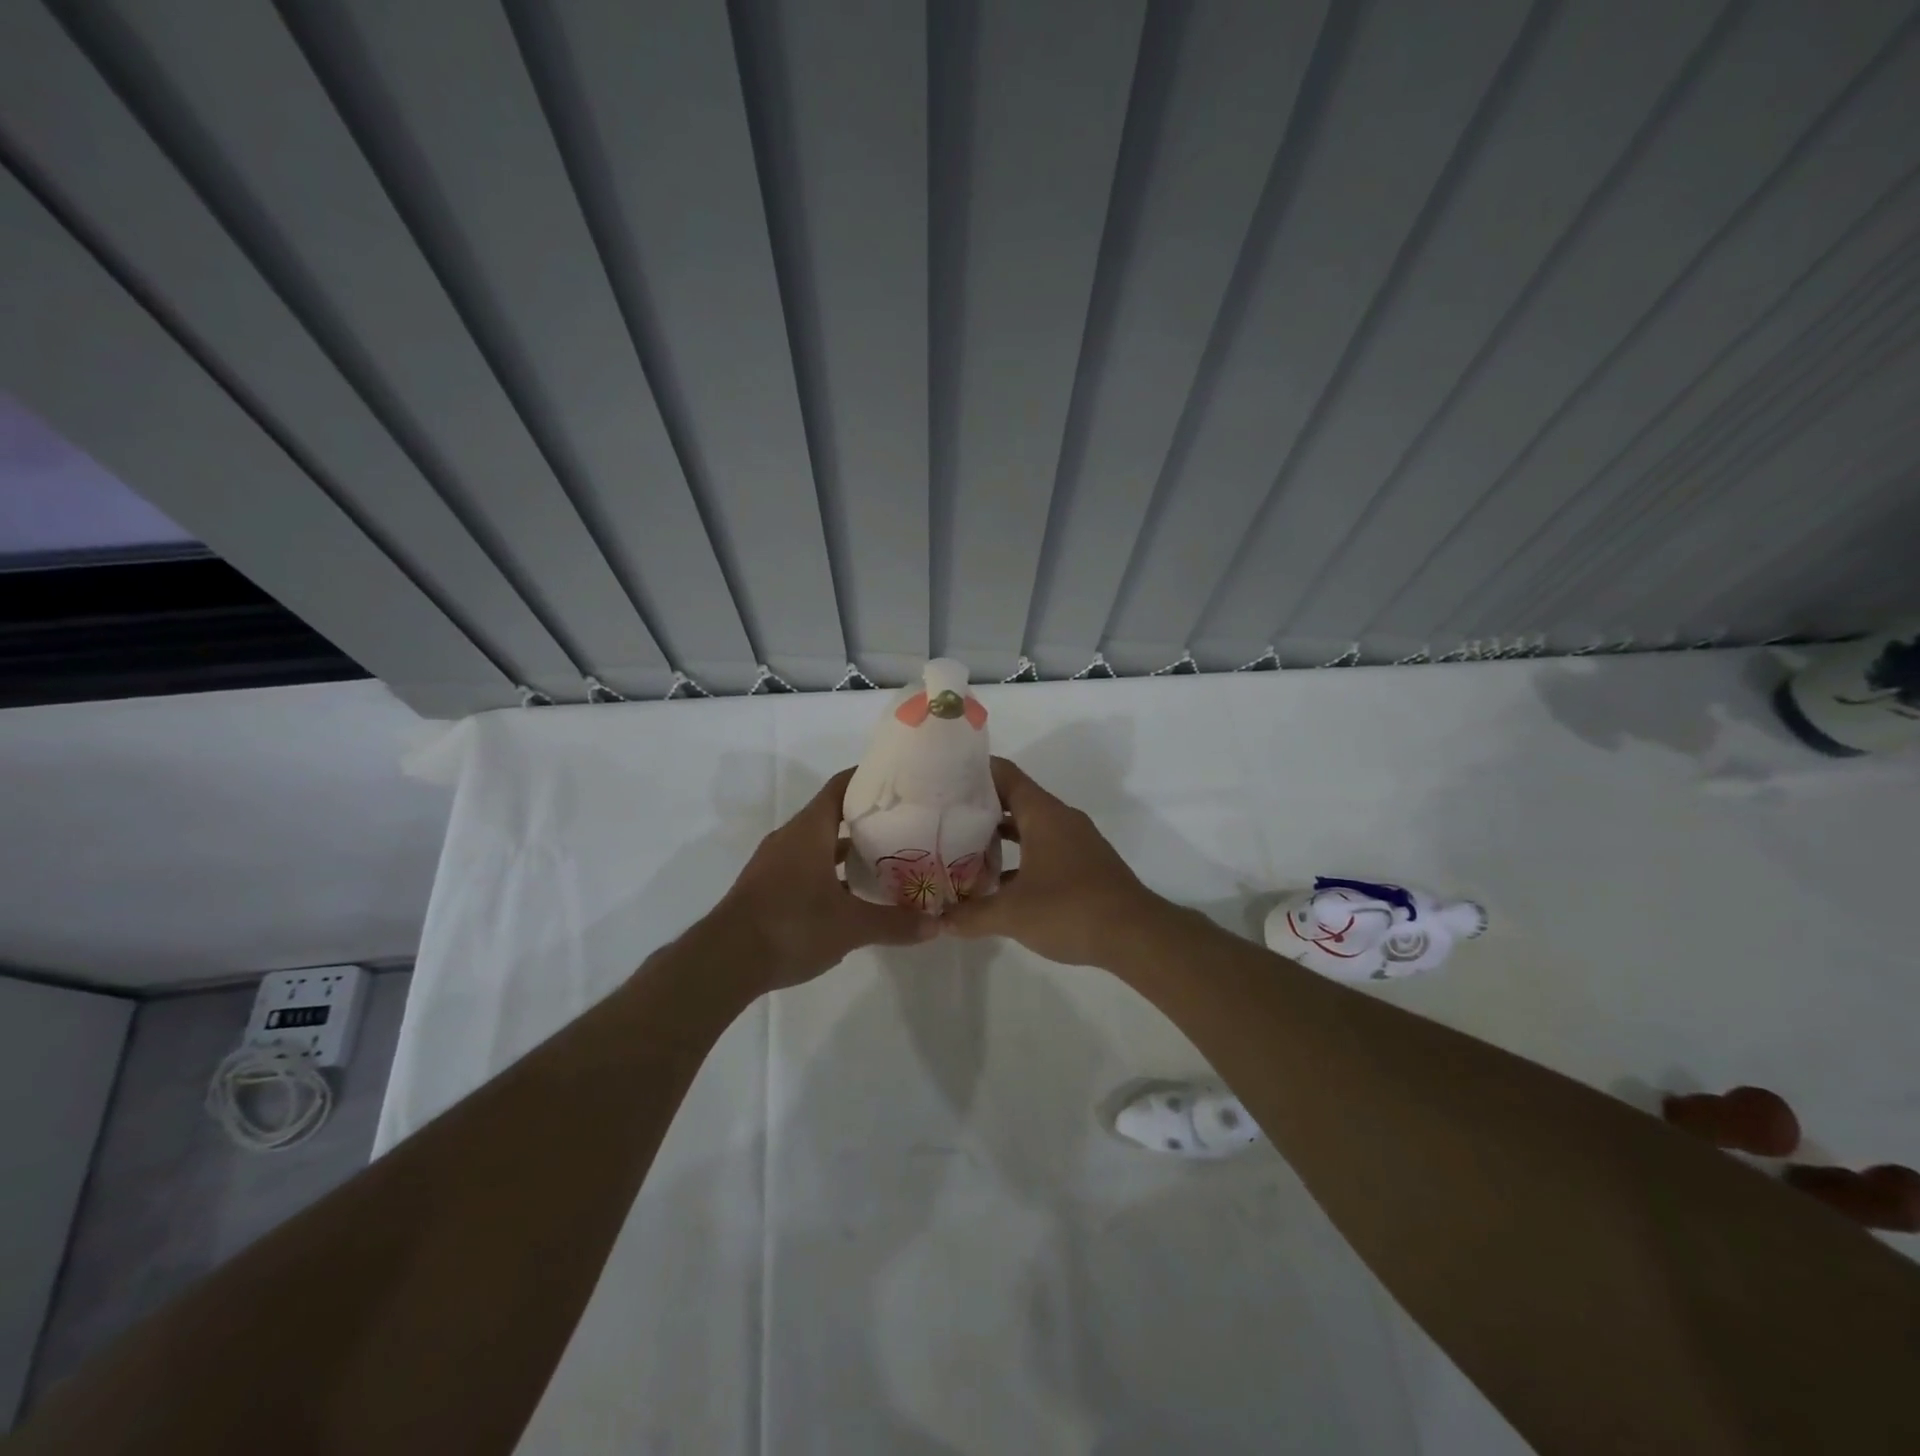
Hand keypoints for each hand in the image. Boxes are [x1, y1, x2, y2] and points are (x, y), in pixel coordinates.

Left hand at [709, 768, 934, 988]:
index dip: (868, 777)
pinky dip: (832, 872)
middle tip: (906, 822)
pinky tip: (854, 894)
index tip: (899, 779)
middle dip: (868, 817)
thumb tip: (936, 925)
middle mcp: (791, 837)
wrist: (724, 962)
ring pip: (820, 843)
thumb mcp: (850, 927)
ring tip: (888, 857)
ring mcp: (776, 862)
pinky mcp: (769, 886)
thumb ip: (894, 923)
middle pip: (833, 814)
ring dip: (849, 848)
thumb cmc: (791, 926)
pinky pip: (808, 866)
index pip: (841, 786)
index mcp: (810, 830)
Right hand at [942, 757, 1167, 966]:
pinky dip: (1019, 856)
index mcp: (1043, 813)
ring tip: (961, 845)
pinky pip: (1043, 847)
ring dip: (999, 834)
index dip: (973, 770)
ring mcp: (1075, 841)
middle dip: (979, 805)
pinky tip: (996, 881)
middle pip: (1014, 798)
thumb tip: (940, 920)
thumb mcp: (1012, 914)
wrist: (1136, 935)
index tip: (942, 775)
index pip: (1004, 774)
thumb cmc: (1070, 909)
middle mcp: (1060, 818)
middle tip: (942, 814)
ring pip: (1029, 826)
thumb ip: (971, 915)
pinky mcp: (1083, 864)